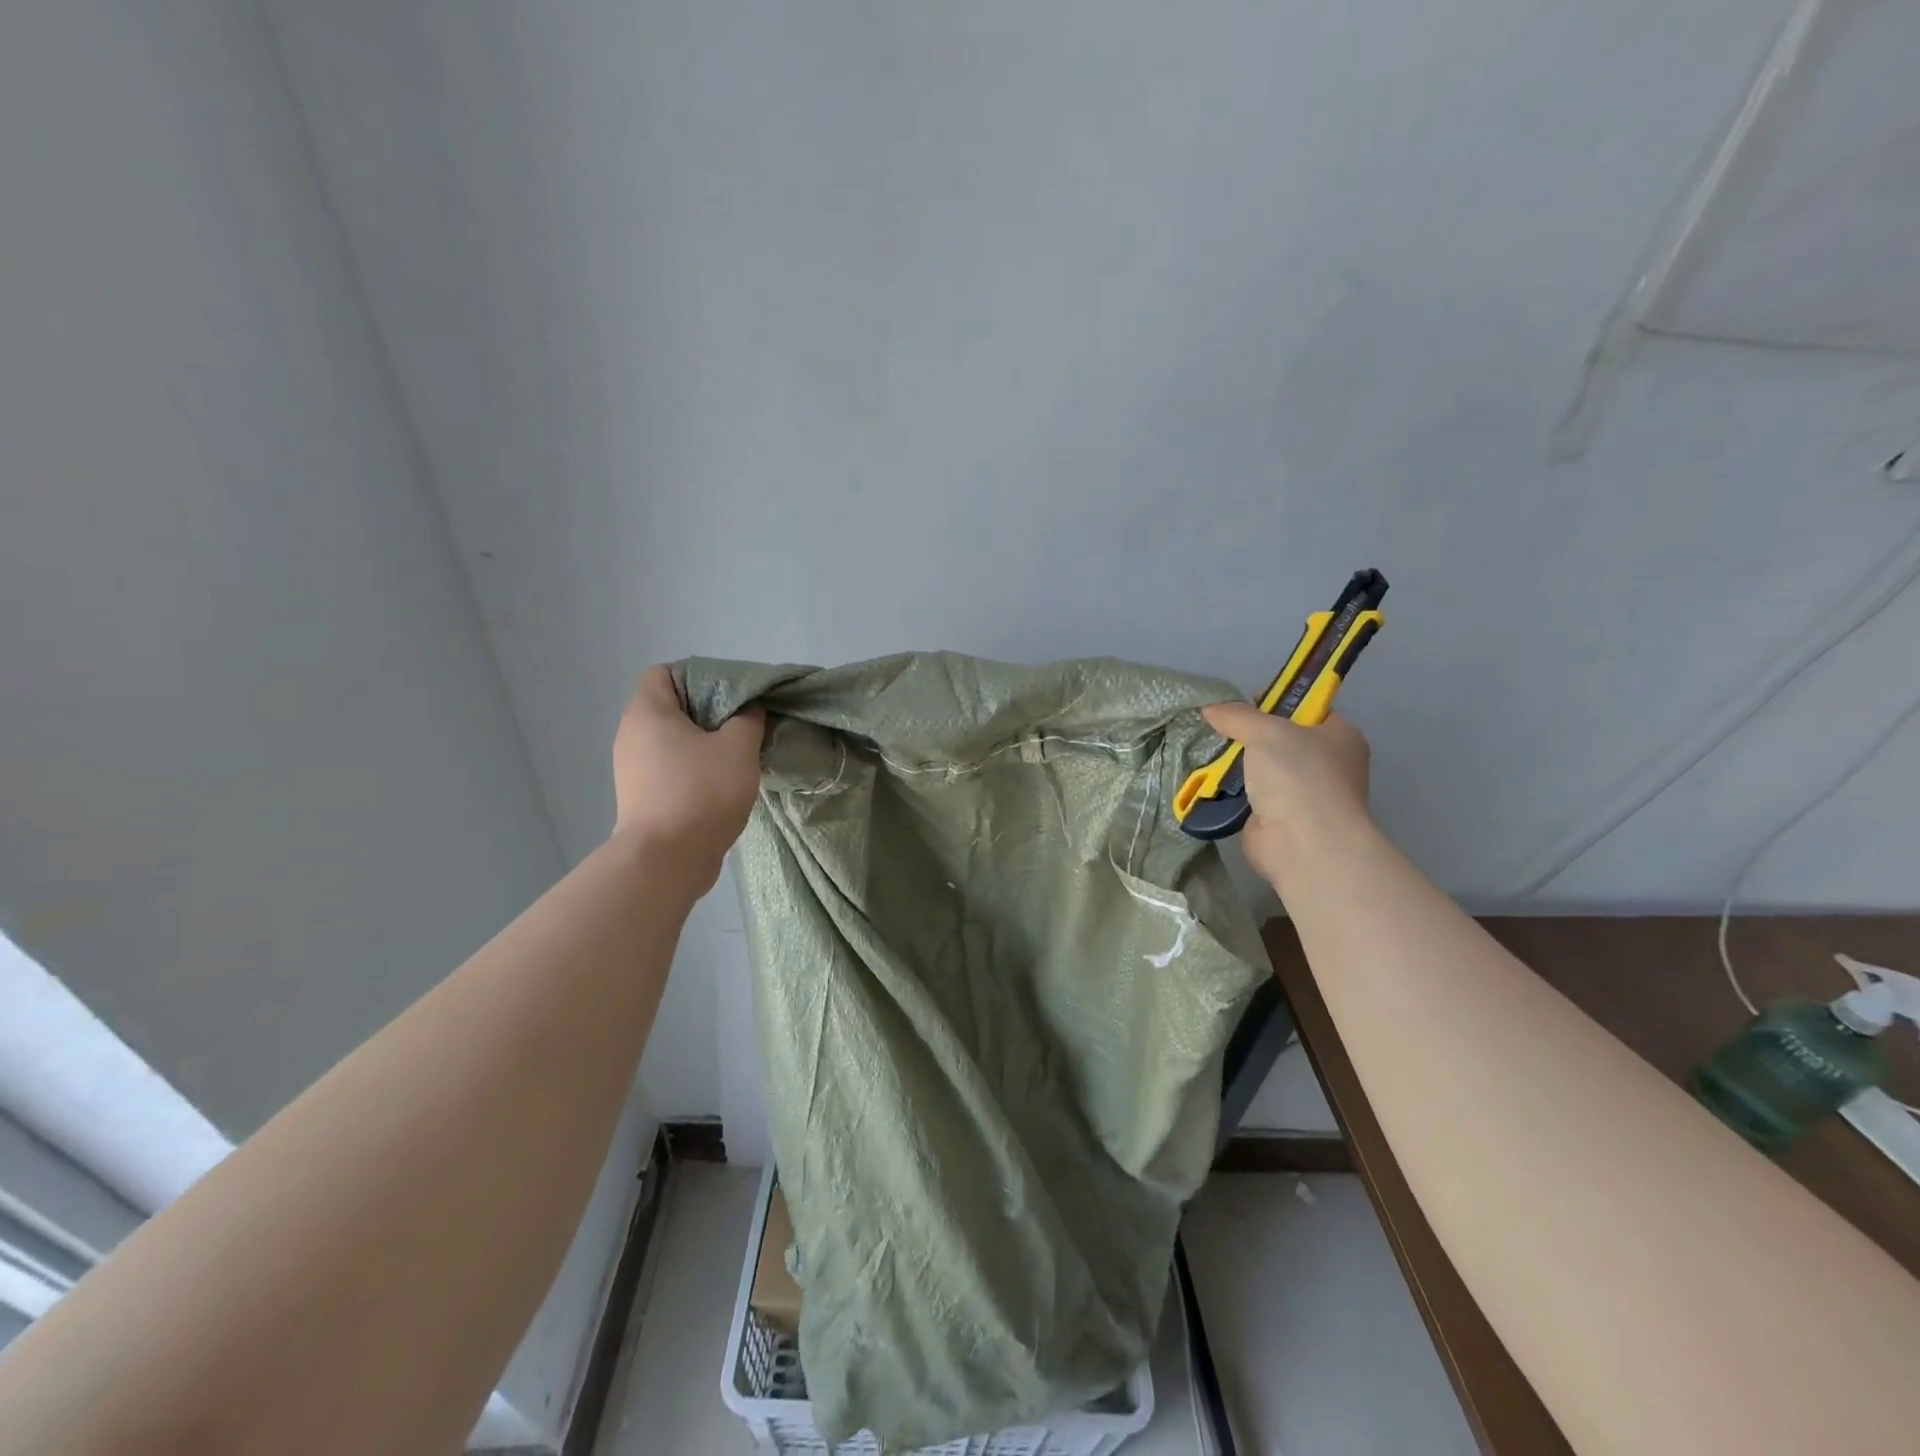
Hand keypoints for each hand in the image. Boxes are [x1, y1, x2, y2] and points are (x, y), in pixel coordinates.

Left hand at [611, 666, 764, 889]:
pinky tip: (722, 783)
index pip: (664, 672)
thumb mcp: (739, 747)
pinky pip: (670, 768)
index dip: (698, 675)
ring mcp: (632, 768)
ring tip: (737, 755)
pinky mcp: (641, 796)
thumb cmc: (701, 791)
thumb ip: (748, 719)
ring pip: (672, 740)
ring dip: (704, 743)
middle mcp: (631, 734)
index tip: (731, 694)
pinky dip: (693, 769)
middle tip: (743, 724)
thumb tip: (748, 710)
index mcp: (648, 711)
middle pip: (671, 707)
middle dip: (708, 711)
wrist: (667, 859)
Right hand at [1199, 703, 1371, 887]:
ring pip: (1261, 767)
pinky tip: (1206, 780)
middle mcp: (1326, 763)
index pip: (1306, 708)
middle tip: (1218, 726)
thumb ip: (1238, 716)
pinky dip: (1229, 790)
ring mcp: (1302, 793)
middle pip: (1280, 738)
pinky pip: (1249, 794)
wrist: (1302, 843)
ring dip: (1235, 763)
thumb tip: (1210, 708)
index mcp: (1339, 735)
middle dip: (1248, 734)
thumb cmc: (1299, 777)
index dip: (1276, 700)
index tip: (1243, 701)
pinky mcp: (1277, 817)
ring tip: (1204, 750)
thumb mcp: (1267, 732)